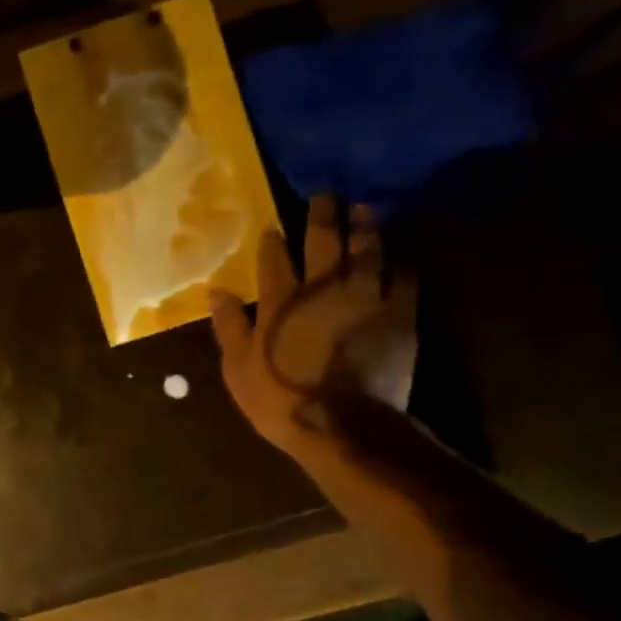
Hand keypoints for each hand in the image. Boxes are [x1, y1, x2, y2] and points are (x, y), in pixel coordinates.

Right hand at [210, 197, 416, 457]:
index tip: (272, 227)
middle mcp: (323, 288)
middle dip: (322, 216)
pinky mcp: (399, 315)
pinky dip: (400, 264)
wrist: (342, 424)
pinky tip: (399, 257)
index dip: (273, 240)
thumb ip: (229, 326)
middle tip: (324, 196)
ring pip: (366, 251)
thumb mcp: (238, 368)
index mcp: (281, 300)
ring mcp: (365, 298)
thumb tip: (217, 291)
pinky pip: (404, 279)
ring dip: (364, 227)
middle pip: (323, 242)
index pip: (274, 258)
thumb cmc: (280, 398)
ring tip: (364, 209)